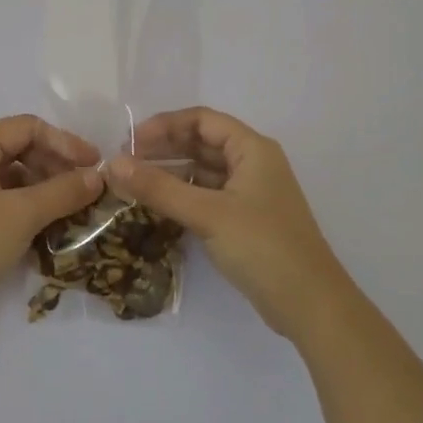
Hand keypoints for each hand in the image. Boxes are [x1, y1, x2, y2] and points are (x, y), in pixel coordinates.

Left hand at [0, 115, 103, 344]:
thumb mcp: (22, 215)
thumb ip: (63, 192)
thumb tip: (98, 177)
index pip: (27, 127)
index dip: (65, 142)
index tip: (95, 166)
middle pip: (18, 149)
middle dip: (55, 166)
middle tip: (85, 190)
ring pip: (9, 177)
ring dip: (42, 189)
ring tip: (71, 211)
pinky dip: (24, 208)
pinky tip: (46, 229)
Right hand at [109, 107, 350, 339]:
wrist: (309, 303)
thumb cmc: (262, 246)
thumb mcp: (207, 214)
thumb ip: (159, 188)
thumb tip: (112, 164)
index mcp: (252, 149)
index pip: (201, 120)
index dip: (164, 125)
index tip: (129, 142)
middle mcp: (253, 163)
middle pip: (202, 142)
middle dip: (163, 148)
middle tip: (125, 163)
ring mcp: (250, 193)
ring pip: (203, 171)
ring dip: (170, 173)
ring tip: (133, 184)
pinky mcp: (245, 220)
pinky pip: (208, 195)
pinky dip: (183, 195)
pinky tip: (157, 206)